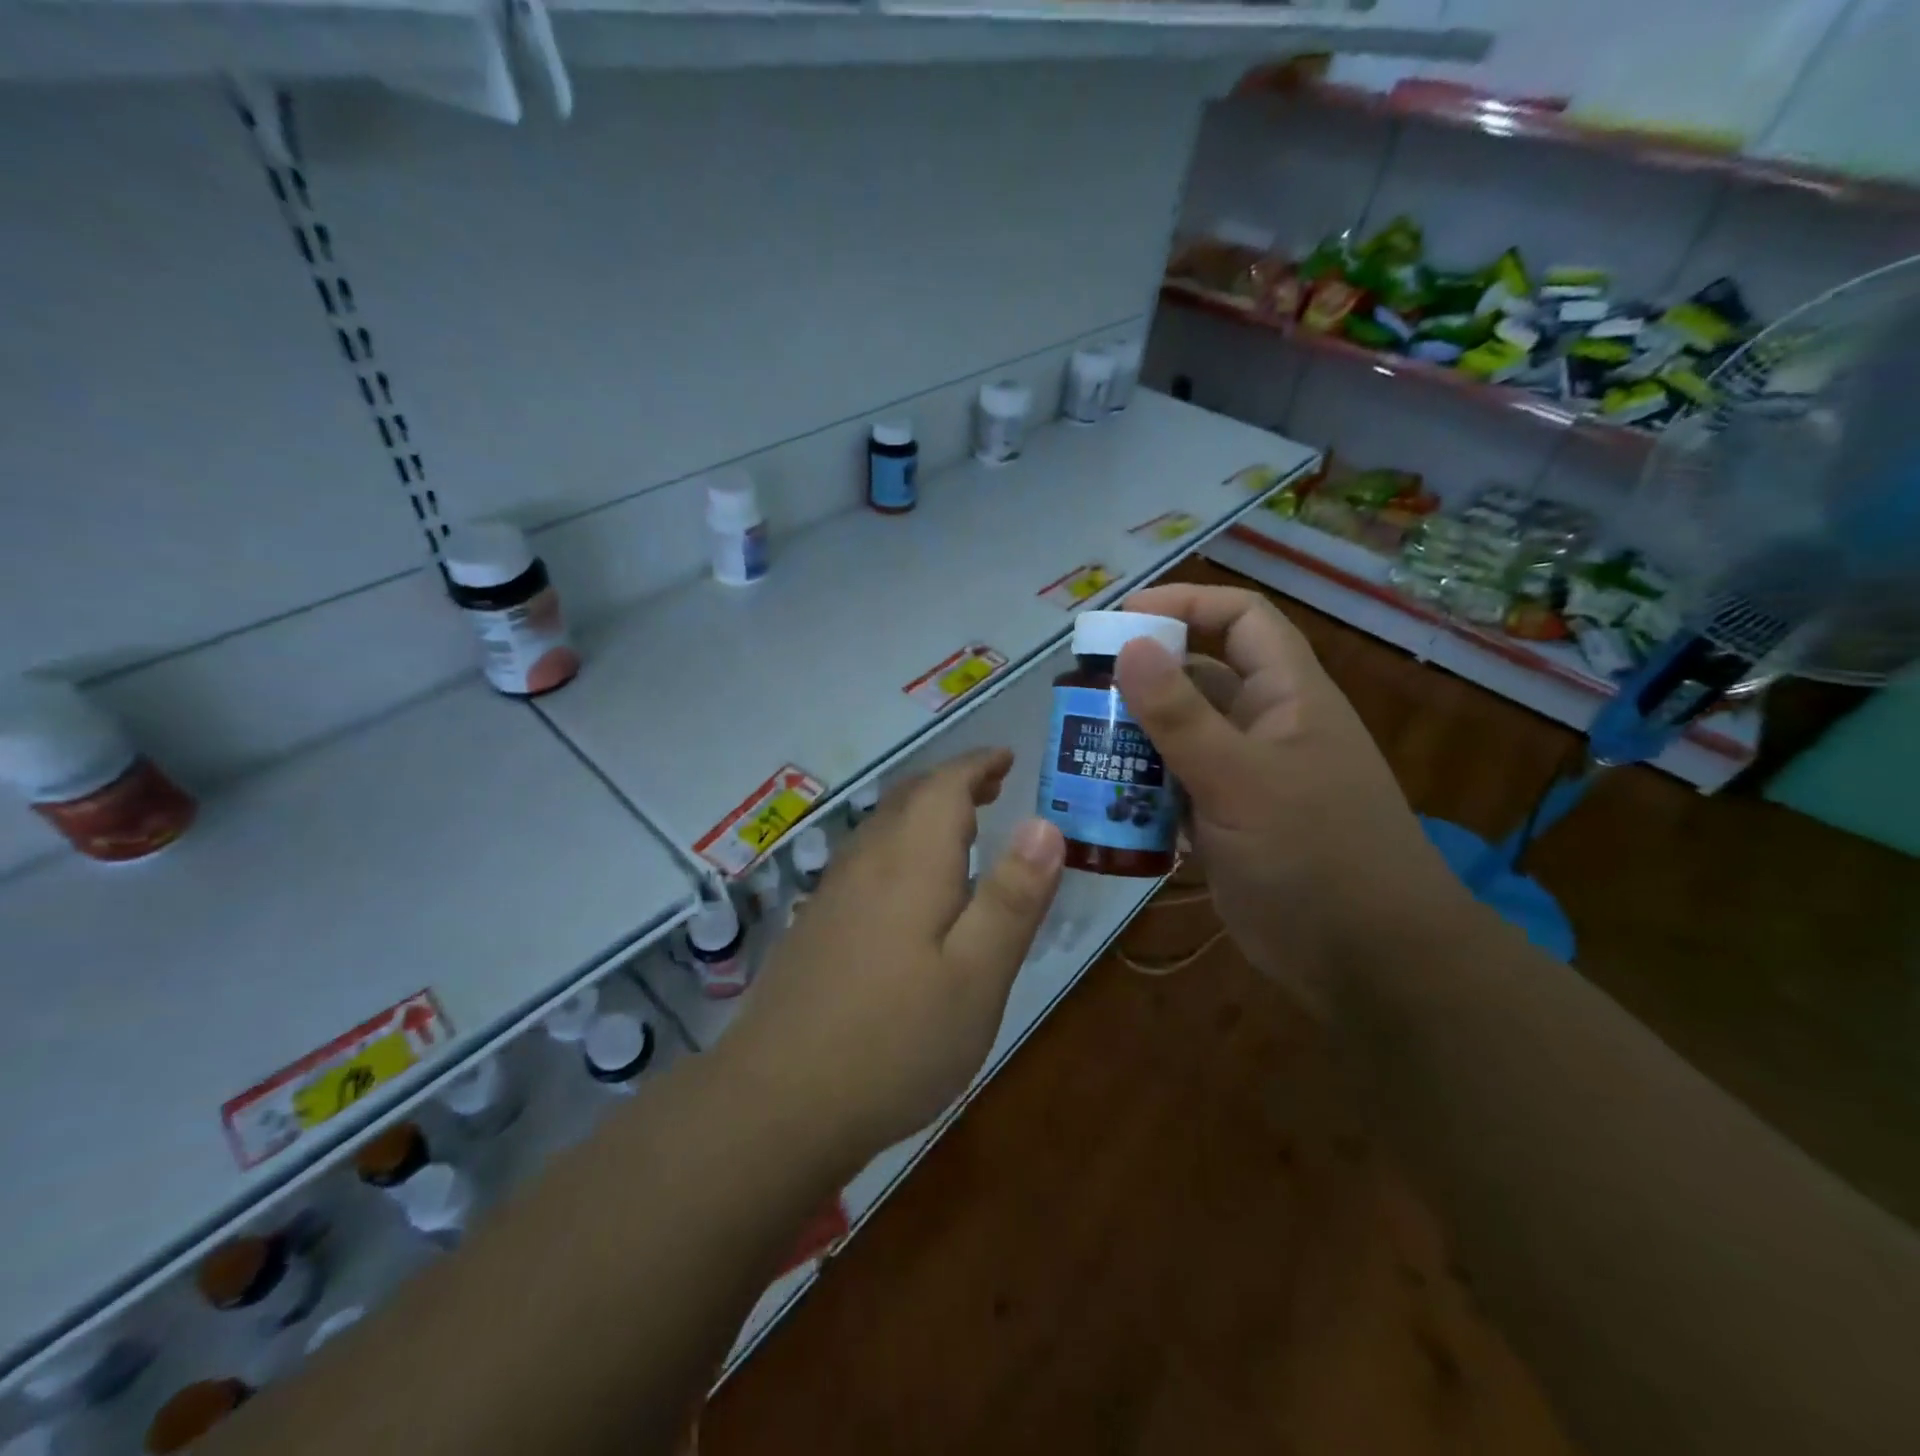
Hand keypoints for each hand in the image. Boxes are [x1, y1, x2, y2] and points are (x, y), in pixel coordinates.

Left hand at [721, 749, 1065, 1161]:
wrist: (777, 1101)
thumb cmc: (895, 1040)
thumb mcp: (977, 976)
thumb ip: (1012, 898)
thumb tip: (1046, 823)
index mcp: (910, 862)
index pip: (944, 787)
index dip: (977, 766)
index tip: (1007, 759)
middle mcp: (867, 863)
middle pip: (908, 799)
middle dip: (952, 784)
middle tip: (992, 787)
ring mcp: (833, 895)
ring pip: (883, 828)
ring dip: (924, 812)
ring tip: (961, 827)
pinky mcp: (816, 927)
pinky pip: (866, 860)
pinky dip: (900, 846)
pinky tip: (909, 888)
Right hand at [1118, 583, 1470, 1015]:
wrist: (1364, 962)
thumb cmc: (1315, 855)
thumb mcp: (1241, 780)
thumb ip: (1181, 716)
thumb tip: (1130, 646)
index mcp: (1286, 695)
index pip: (1240, 618)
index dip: (1185, 604)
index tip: (1120, 622)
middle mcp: (1264, 726)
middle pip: (1198, 676)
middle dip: (1142, 677)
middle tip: (1079, 692)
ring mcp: (1243, 777)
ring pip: (1180, 735)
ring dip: (1134, 736)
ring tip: (1078, 744)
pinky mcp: (1224, 821)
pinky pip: (1174, 786)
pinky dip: (1140, 786)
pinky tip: (1100, 798)